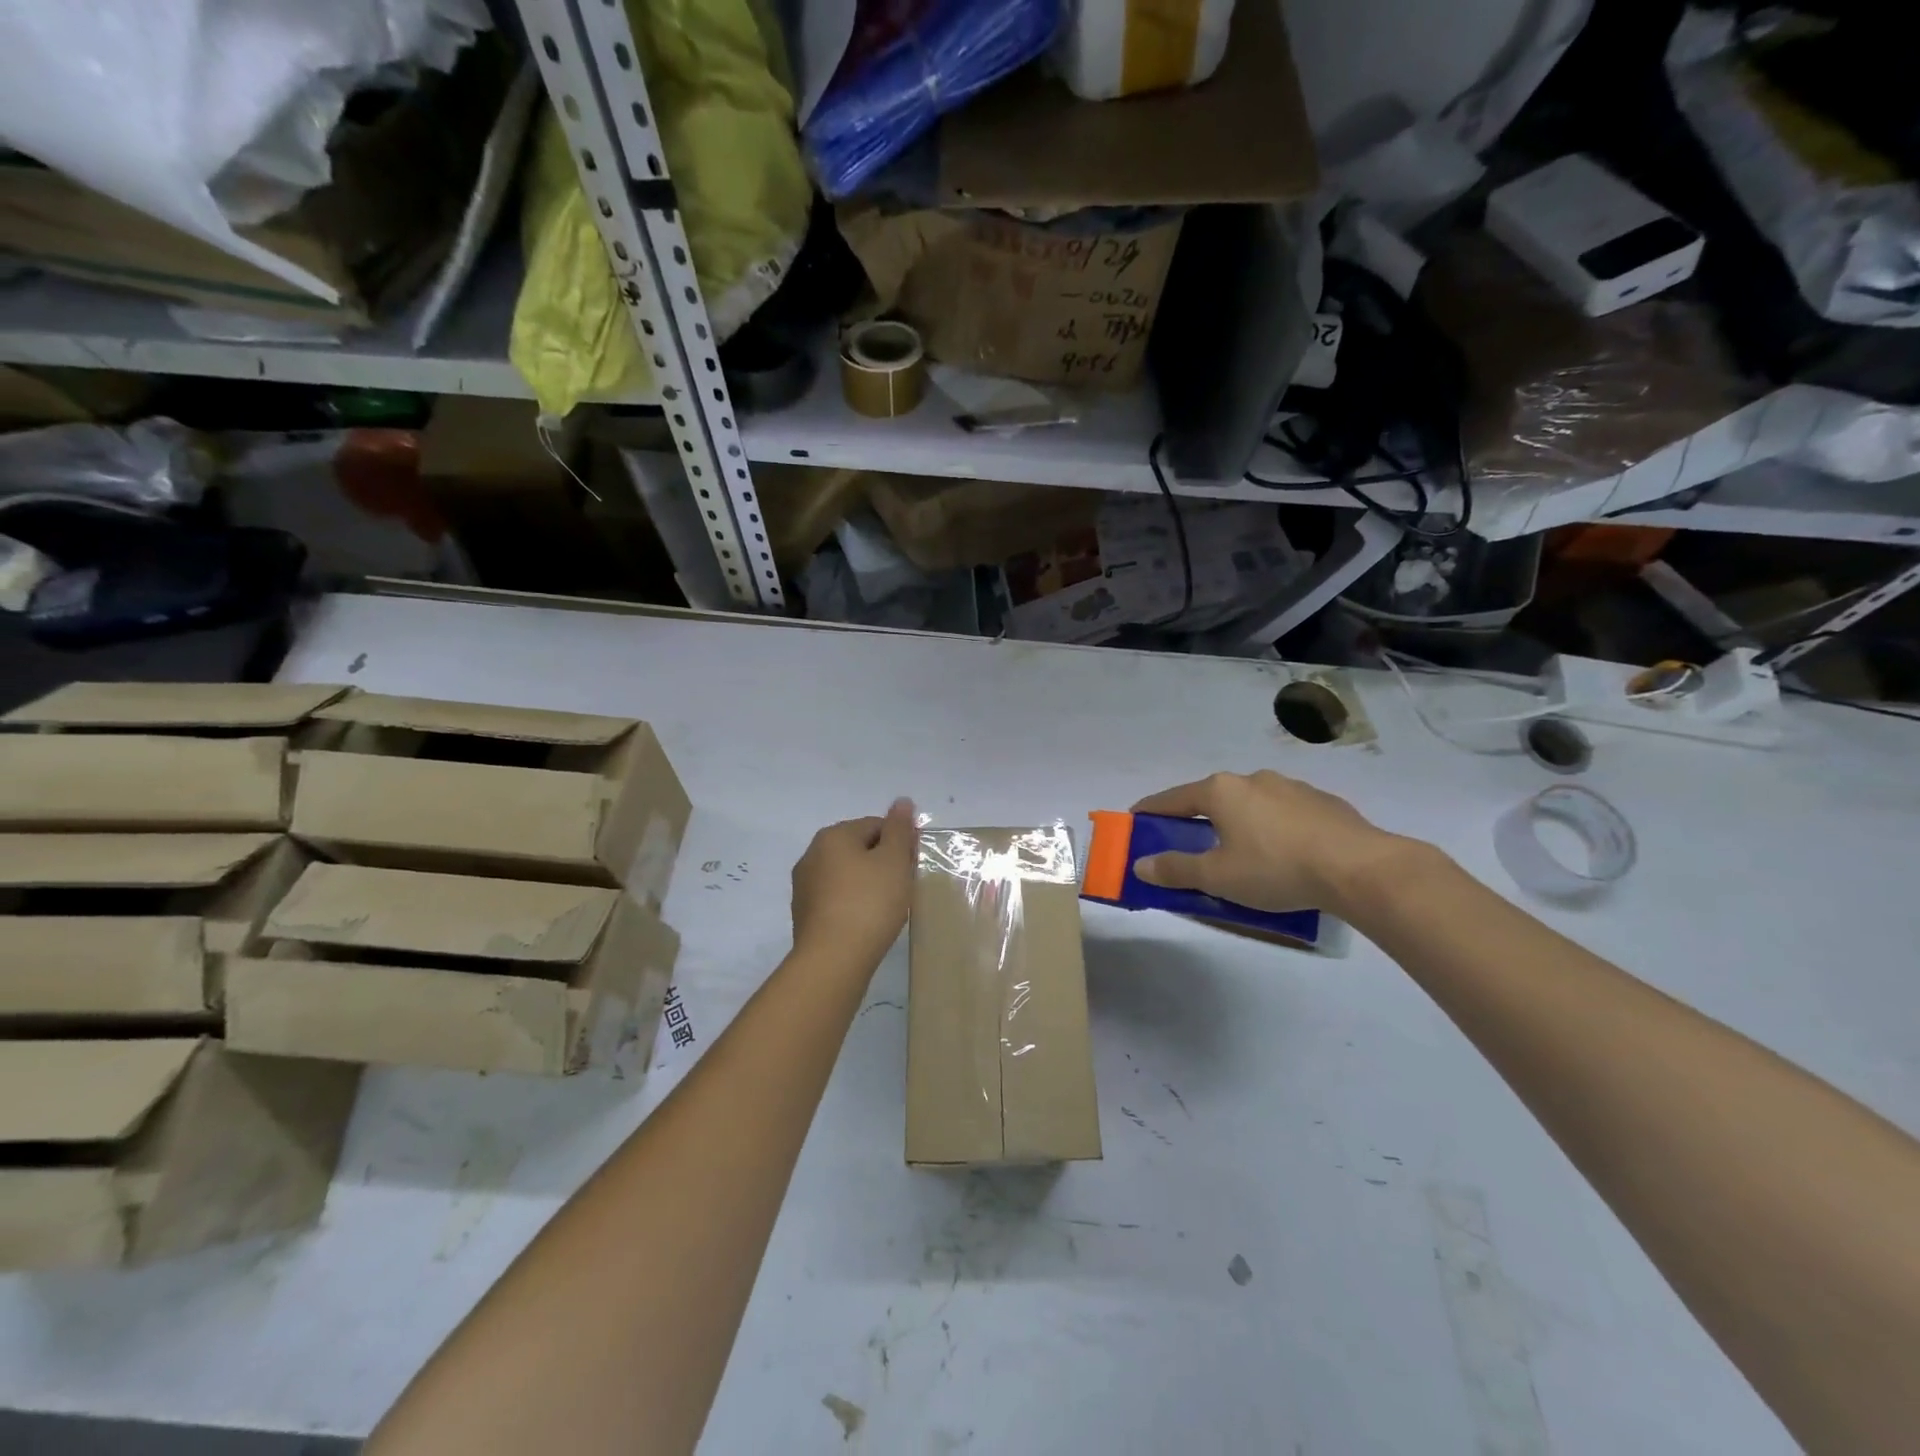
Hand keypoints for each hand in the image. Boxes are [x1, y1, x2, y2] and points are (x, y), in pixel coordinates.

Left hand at [790, 798, 916, 974]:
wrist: (833, 960)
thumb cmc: (870, 903)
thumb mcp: (894, 860)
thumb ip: (899, 828)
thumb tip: (901, 801)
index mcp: (833, 836)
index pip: (875, 825)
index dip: (900, 841)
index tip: (915, 863)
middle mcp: (812, 854)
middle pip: (858, 848)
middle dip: (883, 862)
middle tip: (905, 885)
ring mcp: (804, 886)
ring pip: (846, 874)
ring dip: (868, 883)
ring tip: (888, 906)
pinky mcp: (804, 914)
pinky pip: (836, 898)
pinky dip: (854, 903)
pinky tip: (868, 921)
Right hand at [1131, 771, 1408, 914]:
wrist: (1360, 868)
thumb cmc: (1275, 868)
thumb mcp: (1217, 877)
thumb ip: (1176, 869)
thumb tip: (1141, 864)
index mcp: (1221, 791)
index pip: (1173, 799)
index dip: (1151, 810)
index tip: (1136, 819)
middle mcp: (1252, 779)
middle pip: (1212, 798)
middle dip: (1197, 818)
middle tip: (1189, 842)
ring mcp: (1291, 787)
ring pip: (1251, 804)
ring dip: (1238, 822)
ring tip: (1241, 851)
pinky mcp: (1323, 802)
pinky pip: (1283, 813)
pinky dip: (1271, 828)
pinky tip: (1283, 853)